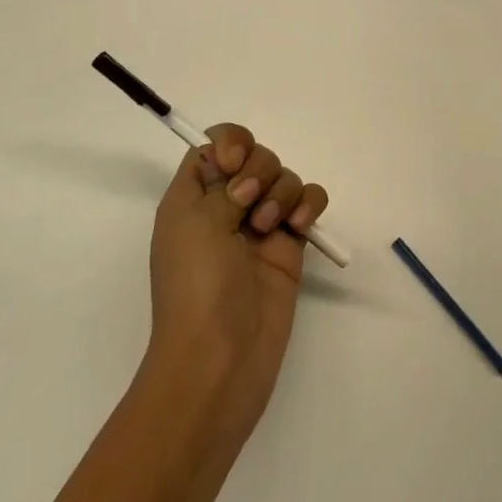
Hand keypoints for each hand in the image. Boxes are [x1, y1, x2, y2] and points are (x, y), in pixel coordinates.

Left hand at [142, 125, 329, 448]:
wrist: (221, 356)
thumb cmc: (196, 286)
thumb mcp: (194, 223)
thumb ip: (222, 184)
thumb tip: (245, 181)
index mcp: (192, 198)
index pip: (212, 147)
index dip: (228, 144)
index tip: (233, 165)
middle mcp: (225, 206)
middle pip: (255, 156)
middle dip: (260, 169)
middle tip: (249, 201)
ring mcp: (260, 226)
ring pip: (284, 178)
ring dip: (282, 192)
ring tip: (270, 227)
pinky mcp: (290, 245)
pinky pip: (308, 204)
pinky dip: (309, 205)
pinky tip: (301, 227)